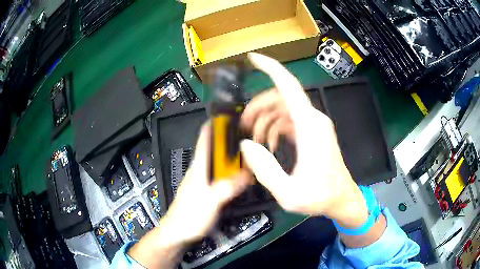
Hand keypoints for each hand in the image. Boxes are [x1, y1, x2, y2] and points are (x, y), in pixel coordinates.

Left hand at [128, 124, 249, 267]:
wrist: (178, 233)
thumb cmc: (189, 217)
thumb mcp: (209, 202)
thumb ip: (227, 187)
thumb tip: (248, 173)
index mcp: (199, 166)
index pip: (206, 137)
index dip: (217, 123)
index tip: (233, 114)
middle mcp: (202, 170)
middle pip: (218, 149)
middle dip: (233, 140)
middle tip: (254, 136)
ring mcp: (206, 181)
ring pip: (222, 163)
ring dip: (236, 156)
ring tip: (254, 153)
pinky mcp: (210, 191)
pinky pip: (224, 176)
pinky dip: (235, 171)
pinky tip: (245, 176)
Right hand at [241, 53, 367, 228]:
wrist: (340, 199)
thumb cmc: (319, 197)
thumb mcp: (288, 192)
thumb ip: (265, 169)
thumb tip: (246, 145)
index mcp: (310, 127)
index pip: (289, 86)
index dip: (270, 68)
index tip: (253, 58)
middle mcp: (314, 119)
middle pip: (280, 98)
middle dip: (258, 107)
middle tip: (243, 125)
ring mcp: (314, 125)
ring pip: (283, 109)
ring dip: (265, 120)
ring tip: (255, 141)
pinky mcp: (313, 132)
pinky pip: (289, 120)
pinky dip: (275, 128)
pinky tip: (270, 146)